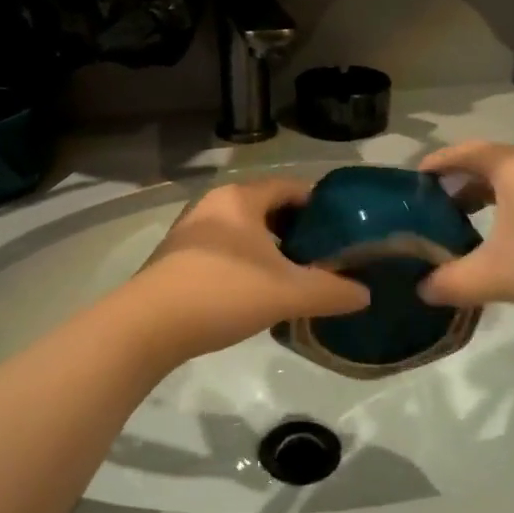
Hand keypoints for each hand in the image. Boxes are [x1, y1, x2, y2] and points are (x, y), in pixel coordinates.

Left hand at [128, 178, 368, 360]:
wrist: (149, 325)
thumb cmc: (224, 293)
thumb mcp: (288, 294)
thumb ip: (331, 291)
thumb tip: (364, 295)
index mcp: (242, 198)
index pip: (291, 187)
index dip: (320, 205)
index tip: (343, 229)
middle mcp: (214, 204)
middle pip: (266, 207)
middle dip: (296, 229)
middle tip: (324, 255)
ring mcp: (191, 230)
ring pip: (243, 230)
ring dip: (269, 248)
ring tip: (294, 275)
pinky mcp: (176, 256)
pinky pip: (223, 248)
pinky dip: (245, 261)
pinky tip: (256, 290)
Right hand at [416, 142, 513, 321]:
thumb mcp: (496, 276)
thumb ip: (451, 281)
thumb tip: (422, 290)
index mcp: (512, 167)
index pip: (463, 152)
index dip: (434, 164)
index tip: (410, 183)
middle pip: (485, 164)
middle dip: (455, 184)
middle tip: (429, 210)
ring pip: (510, 182)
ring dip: (482, 199)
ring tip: (461, 226)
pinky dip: (507, 210)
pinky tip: (503, 243)